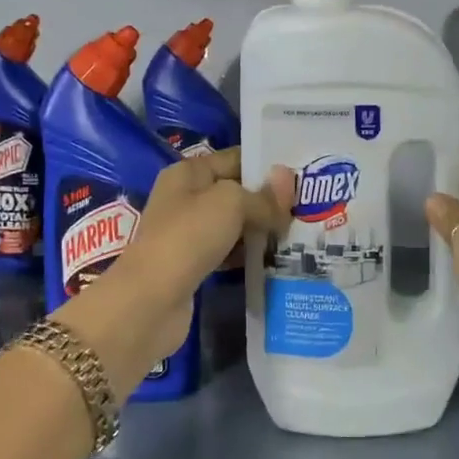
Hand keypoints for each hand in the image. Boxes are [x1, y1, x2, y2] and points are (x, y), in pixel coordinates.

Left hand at [60, 149, 293, 384]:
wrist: (150, 301)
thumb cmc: (188, 237)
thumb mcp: (231, 203)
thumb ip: (263, 196)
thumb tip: (288, 184)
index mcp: (189, 173)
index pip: (236, 158)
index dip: (267, 165)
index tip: (303, 174)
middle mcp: (186, 198)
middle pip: (236, 191)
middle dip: (268, 199)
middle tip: (308, 206)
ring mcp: (188, 232)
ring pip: (234, 223)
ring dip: (261, 228)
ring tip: (298, 231)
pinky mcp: (193, 263)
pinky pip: (228, 250)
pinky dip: (248, 253)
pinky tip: (274, 258)